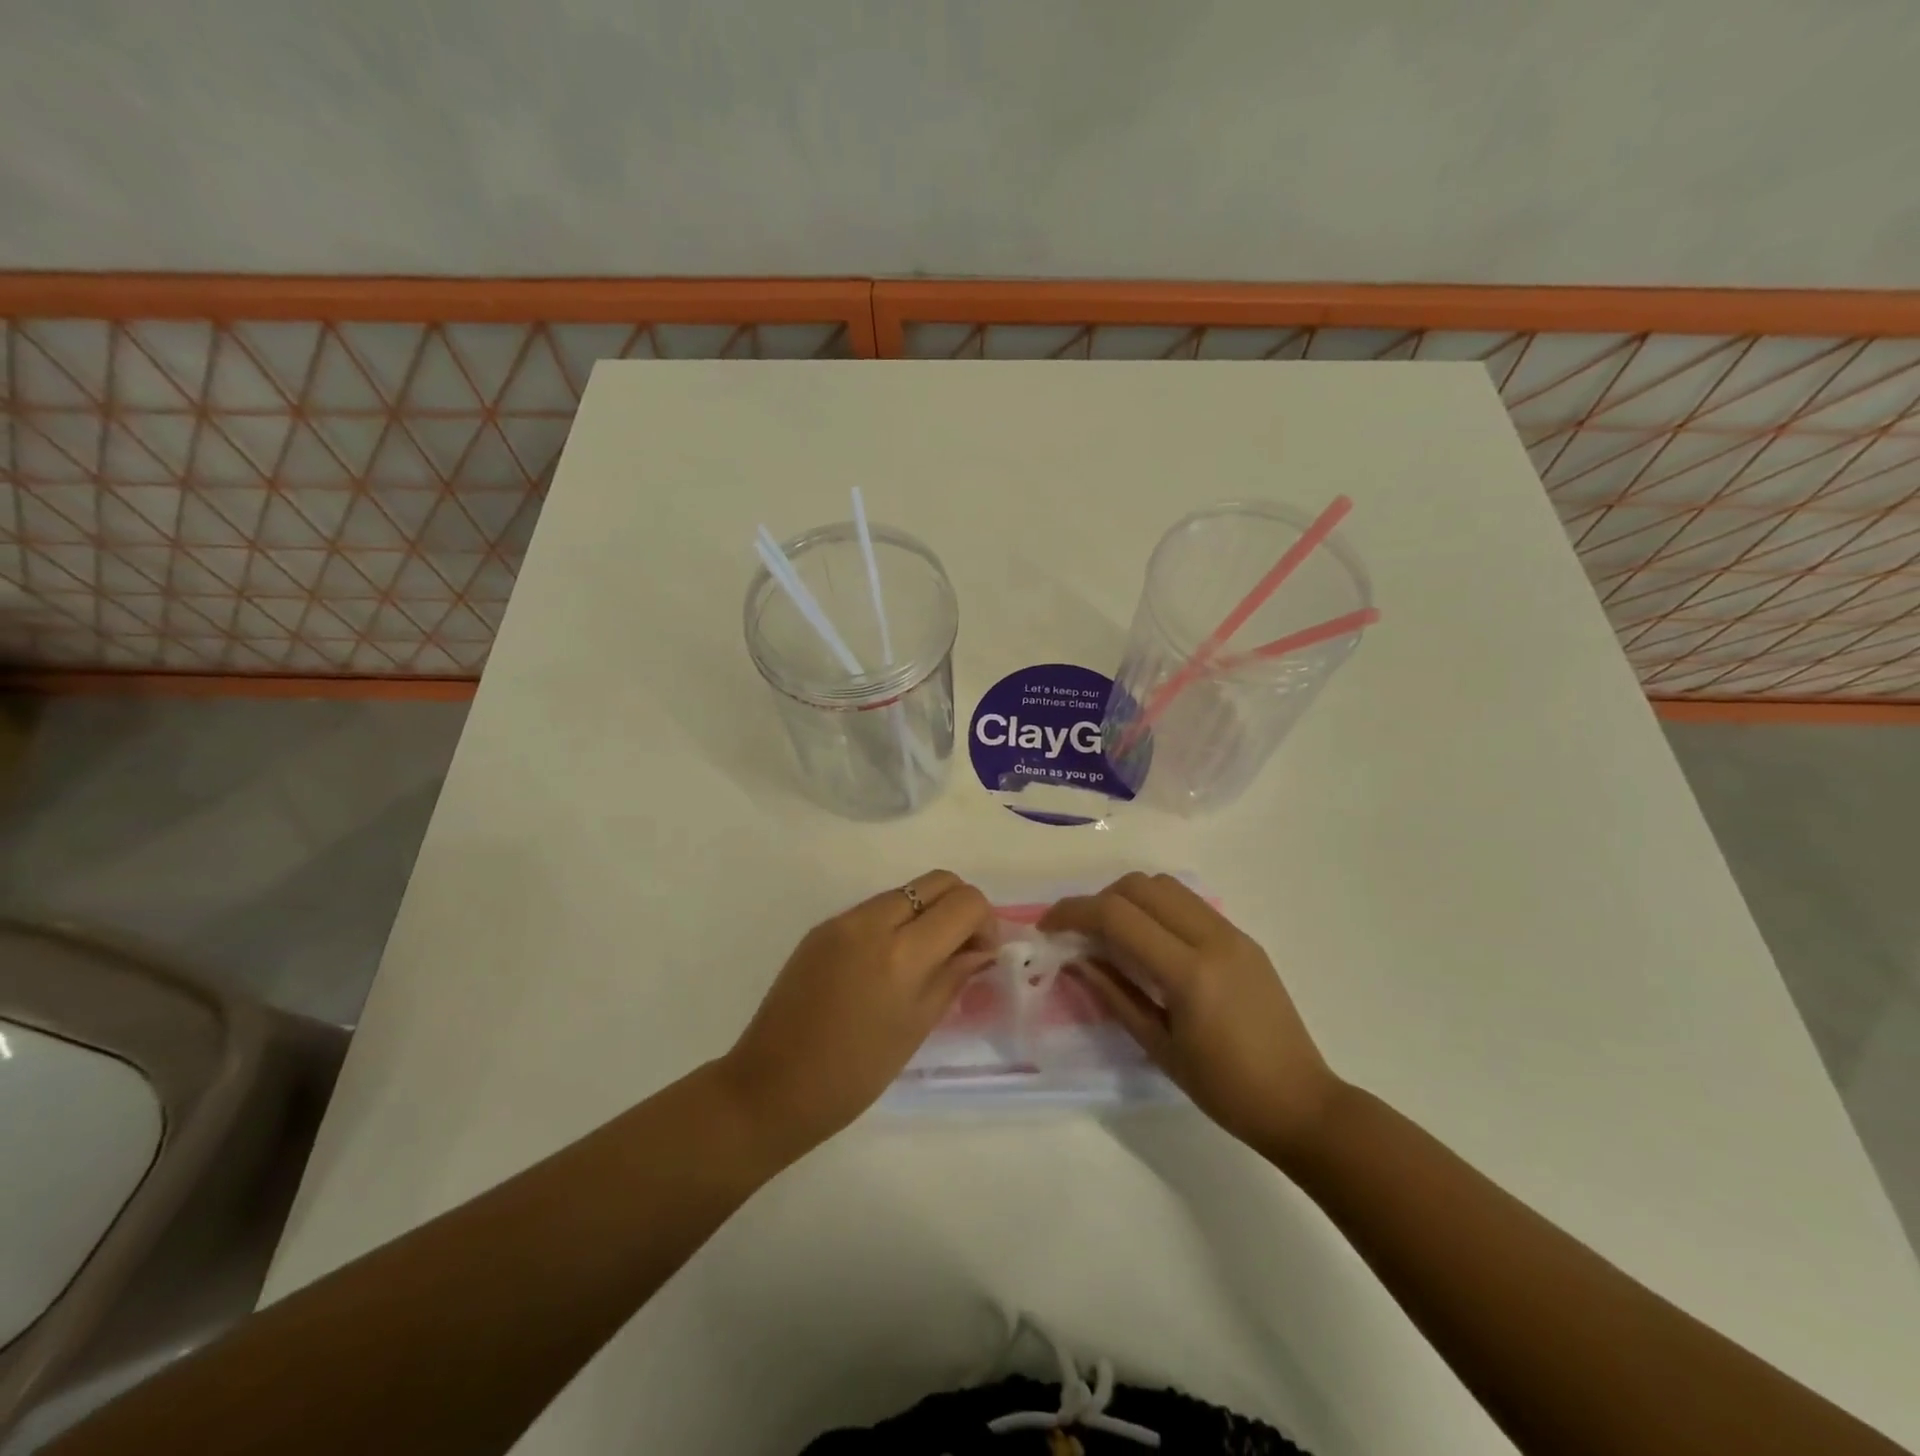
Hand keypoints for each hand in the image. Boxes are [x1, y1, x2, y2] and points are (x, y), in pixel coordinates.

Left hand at [721, 870, 996, 1157]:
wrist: (770, 1087)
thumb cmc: (853, 1074)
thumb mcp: (915, 1027)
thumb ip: (953, 976)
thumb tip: (981, 949)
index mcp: (900, 953)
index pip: (964, 902)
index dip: (985, 922)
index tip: (981, 955)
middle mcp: (871, 922)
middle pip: (937, 881)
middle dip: (960, 907)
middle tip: (961, 949)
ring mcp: (842, 921)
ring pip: (905, 892)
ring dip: (927, 914)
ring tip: (925, 960)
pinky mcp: (821, 928)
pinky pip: (874, 909)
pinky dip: (896, 923)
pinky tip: (888, 966)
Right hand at [1042, 872, 1342, 1161]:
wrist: (1302, 1103)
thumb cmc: (1225, 1090)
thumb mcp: (1159, 1047)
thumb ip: (1114, 994)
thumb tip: (1077, 958)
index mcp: (1190, 972)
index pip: (1118, 916)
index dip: (1074, 912)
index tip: (1048, 926)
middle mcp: (1212, 938)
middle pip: (1140, 886)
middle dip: (1099, 900)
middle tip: (1080, 932)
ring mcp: (1232, 934)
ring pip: (1166, 886)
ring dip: (1129, 899)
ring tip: (1113, 934)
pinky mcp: (1243, 938)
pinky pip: (1189, 903)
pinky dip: (1157, 908)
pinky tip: (1149, 942)